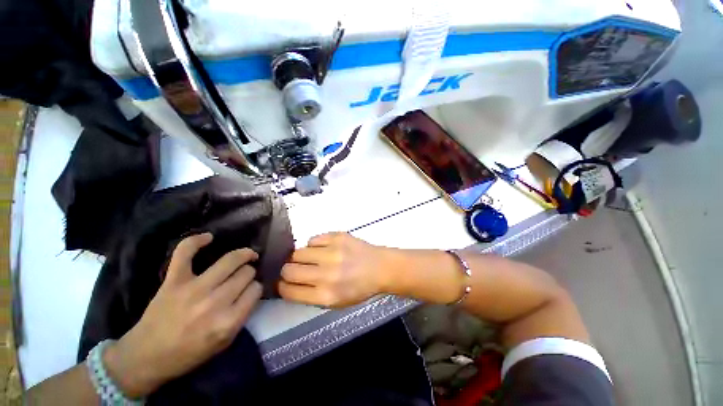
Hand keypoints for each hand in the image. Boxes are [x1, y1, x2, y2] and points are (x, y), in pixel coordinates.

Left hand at [103, 233, 262, 397]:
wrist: (147, 357)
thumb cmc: (189, 353)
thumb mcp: (225, 341)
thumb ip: (243, 314)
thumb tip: (253, 288)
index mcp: (228, 322)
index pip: (256, 290)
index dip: (255, 287)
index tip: (250, 290)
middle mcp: (214, 303)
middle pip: (246, 273)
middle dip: (249, 273)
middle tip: (242, 277)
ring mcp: (193, 288)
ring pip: (231, 260)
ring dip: (242, 256)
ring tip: (245, 256)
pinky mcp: (173, 280)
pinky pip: (185, 252)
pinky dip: (196, 241)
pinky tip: (209, 238)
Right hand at [279, 232, 394, 307]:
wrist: (379, 268)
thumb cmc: (359, 288)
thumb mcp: (335, 303)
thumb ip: (311, 296)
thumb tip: (289, 284)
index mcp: (326, 296)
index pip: (289, 291)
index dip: (282, 287)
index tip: (283, 283)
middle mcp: (326, 274)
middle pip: (288, 269)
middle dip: (287, 271)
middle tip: (295, 269)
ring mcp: (332, 253)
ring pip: (297, 252)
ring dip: (300, 257)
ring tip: (311, 258)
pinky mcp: (337, 237)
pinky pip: (313, 239)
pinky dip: (314, 245)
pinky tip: (323, 249)